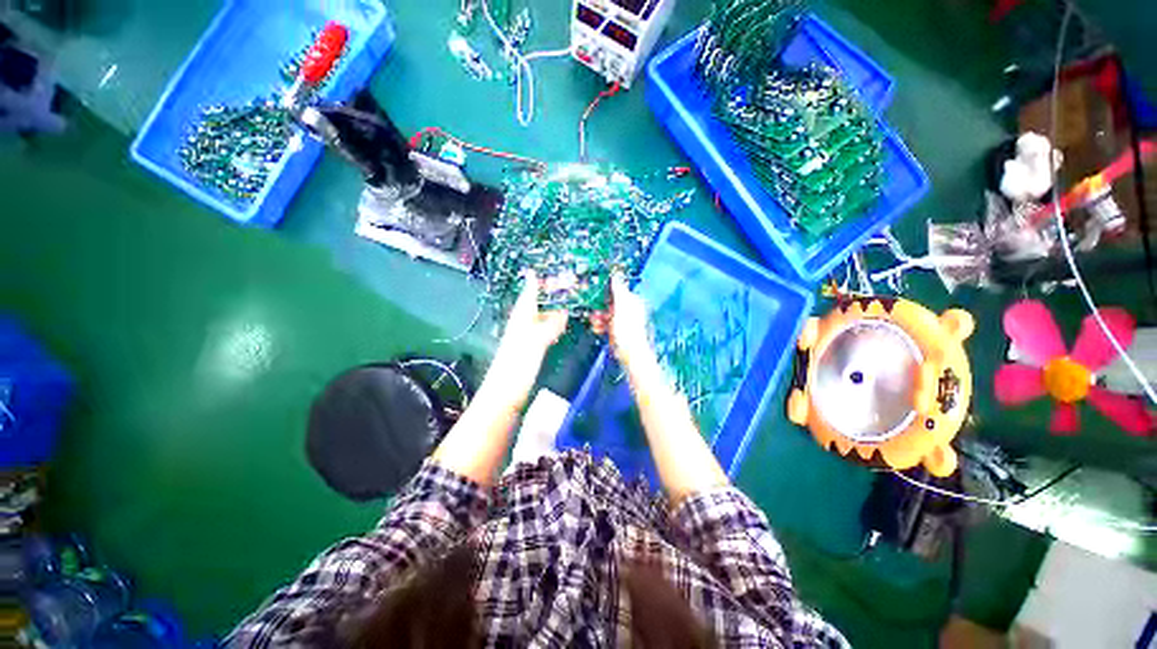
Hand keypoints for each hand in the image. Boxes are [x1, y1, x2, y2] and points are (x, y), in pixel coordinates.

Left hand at [486, 271, 568, 407]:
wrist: (505, 396)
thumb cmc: (516, 367)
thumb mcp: (534, 342)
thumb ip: (550, 325)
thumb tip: (564, 311)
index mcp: (521, 317)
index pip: (531, 291)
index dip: (540, 280)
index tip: (554, 269)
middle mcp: (524, 323)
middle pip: (540, 301)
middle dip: (554, 291)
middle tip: (573, 283)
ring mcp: (529, 336)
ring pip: (545, 315)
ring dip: (558, 306)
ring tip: (574, 299)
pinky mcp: (534, 349)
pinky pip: (548, 329)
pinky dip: (557, 323)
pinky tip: (566, 323)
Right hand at [589, 273, 652, 365]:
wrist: (630, 355)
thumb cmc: (629, 332)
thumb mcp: (621, 307)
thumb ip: (618, 291)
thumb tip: (615, 276)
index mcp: (633, 302)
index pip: (617, 290)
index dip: (605, 292)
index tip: (595, 293)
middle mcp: (629, 311)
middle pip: (610, 303)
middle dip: (600, 306)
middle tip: (593, 311)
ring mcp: (622, 322)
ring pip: (606, 314)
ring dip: (598, 317)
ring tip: (595, 322)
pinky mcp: (617, 331)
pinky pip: (606, 324)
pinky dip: (600, 325)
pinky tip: (597, 328)